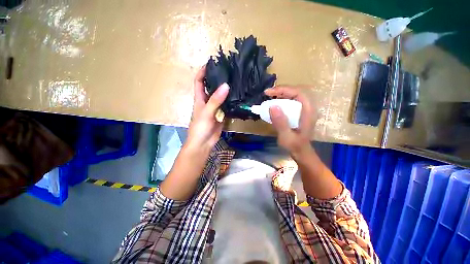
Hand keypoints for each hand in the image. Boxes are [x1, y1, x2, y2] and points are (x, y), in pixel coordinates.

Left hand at [186, 66, 228, 152]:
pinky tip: (238, 97)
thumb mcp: (206, 112)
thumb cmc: (200, 128)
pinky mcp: (221, 115)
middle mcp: (207, 102)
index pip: (199, 81)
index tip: (211, 63)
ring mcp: (215, 109)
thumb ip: (215, 100)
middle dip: (217, 79)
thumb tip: (226, 85)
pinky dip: (231, 102)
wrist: (203, 143)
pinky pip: (226, 106)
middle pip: (211, 87)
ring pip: (220, 97)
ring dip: (226, 90)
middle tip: (229, 71)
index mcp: (199, 99)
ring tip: (236, 82)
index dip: (202, 72)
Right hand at [265, 86, 315, 159]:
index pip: (298, 93)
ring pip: (294, 94)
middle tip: (268, 93)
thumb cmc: (295, 146)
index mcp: (308, 112)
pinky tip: (275, 102)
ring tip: (270, 96)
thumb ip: (281, 123)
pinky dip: (282, 99)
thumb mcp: (286, 137)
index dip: (283, 90)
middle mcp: (308, 108)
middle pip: (296, 91)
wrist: (301, 152)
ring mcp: (305, 109)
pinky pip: (292, 100)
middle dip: (281, 90)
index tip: (268, 93)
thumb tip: (272, 107)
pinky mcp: (300, 112)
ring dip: (282, 93)